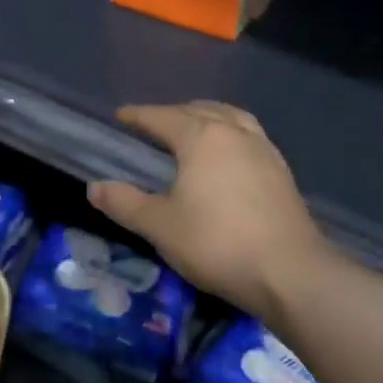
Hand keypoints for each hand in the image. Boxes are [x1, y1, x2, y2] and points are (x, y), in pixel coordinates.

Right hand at [87, 101, 332, 324]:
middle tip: (152, 125)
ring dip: (207, 117)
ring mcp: (264, 150)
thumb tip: (94, 188)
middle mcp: (235, 133)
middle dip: (173, 113)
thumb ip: (124, 203)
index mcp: (202, 137)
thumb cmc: (216, 242)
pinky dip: (229, 134)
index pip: (162, 117)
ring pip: (231, 118)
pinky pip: (248, 136)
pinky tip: (226, 158)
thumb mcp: (159, 226)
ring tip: (192, 130)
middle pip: (199, 109)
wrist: (289, 272)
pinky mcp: (281, 172)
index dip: (138, 115)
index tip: (120, 116)